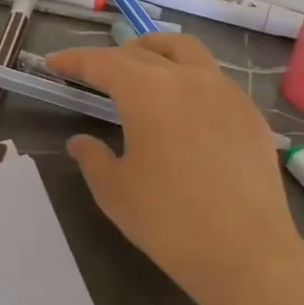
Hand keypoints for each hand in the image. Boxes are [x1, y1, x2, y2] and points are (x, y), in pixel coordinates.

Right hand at [46, 34, 303, 304]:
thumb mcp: (114, 191)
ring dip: (156, 50)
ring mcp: (225, 92)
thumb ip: (92, 157)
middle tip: (92, 71)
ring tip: (141, 65)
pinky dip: (188, 77)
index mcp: (147, 90)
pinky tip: (184, 106)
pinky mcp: (250, 114)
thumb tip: (80, 142)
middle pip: (143, 52)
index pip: (102, 62)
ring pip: (186, 50)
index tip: (53, 62)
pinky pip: (213, 78)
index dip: (74, 60)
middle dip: (112, 56)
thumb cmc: (169, 220)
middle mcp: (187, 78)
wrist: (247, 253)